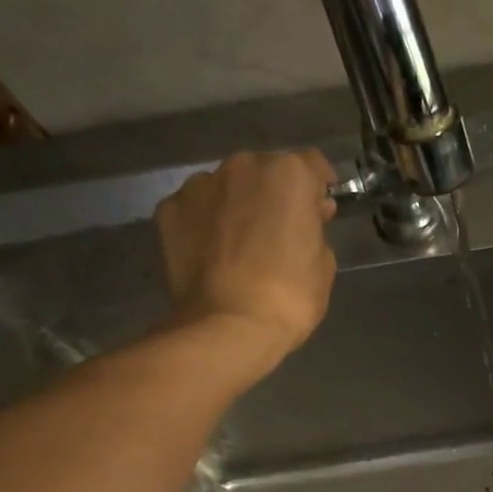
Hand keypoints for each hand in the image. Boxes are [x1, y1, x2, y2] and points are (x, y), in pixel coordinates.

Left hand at [154, 149, 337, 357]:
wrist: (229, 326)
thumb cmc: (290, 297)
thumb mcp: (323, 264)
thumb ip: (315, 230)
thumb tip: (307, 217)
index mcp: (288, 175)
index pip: (312, 165)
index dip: (319, 187)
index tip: (320, 209)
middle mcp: (242, 166)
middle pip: (265, 172)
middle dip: (274, 195)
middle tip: (279, 231)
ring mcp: (200, 185)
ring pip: (227, 187)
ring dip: (238, 205)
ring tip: (241, 243)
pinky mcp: (169, 209)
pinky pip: (196, 209)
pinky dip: (206, 223)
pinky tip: (213, 253)